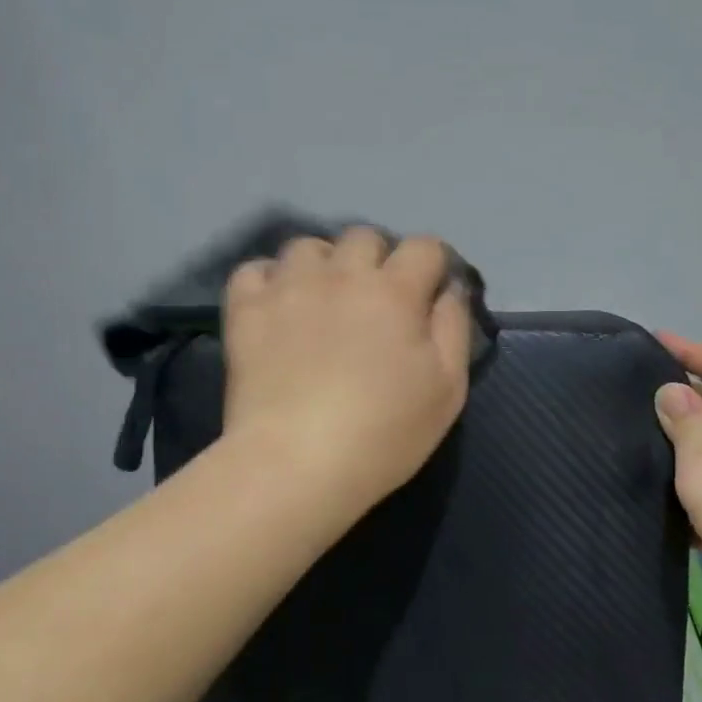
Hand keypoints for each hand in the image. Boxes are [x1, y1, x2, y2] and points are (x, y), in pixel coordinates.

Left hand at [222, 228, 472, 512]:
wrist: (297, 464)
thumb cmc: (384, 433)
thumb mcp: (448, 389)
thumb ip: (454, 328)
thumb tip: (450, 289)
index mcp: (396, 292)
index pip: (424, 247)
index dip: (433, 265)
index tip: (430, 294)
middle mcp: (343, 274)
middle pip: (365, 237)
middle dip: (378, 260)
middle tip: (376, 303)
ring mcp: (289, 287)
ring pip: (308, 246)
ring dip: (324, 265)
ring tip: (323, 301)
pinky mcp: (247, 309)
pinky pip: (255, 269)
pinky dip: (270, 281)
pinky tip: (278, 308)